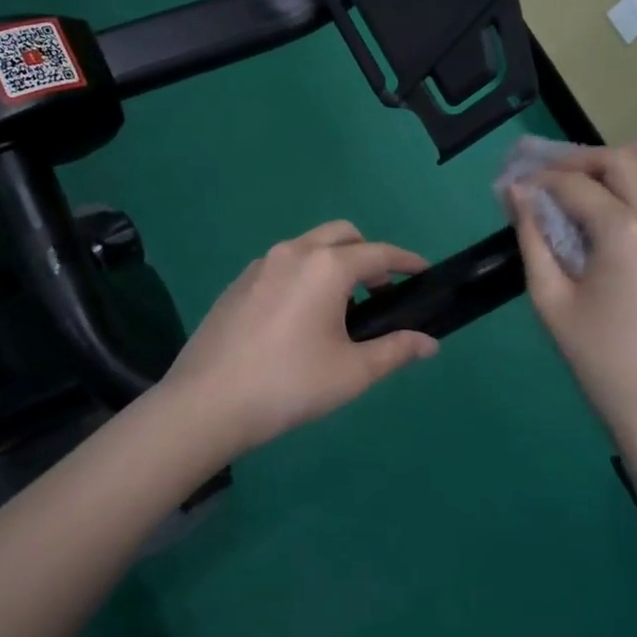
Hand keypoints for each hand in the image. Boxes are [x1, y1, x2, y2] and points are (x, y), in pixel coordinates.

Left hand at [158, 221, 439, 456]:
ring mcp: (260, 264)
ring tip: (340, 309)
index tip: (423, 273)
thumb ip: (395, 351)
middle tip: (380, 293)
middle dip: (368, 254)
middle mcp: (294, 252)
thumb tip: (429, 343)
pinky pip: (282, 265)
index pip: (378, 253)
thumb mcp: (352, 372)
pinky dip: (303, 275)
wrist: (208, 402)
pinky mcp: (238, 282)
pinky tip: (299, 318)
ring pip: (308, 246)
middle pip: (342, 235)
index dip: (406, 262)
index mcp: (326, 267)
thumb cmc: (290, 385)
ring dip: (333, 263)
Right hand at [509, 139, 636, 446]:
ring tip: (603, 179)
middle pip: (621, 159)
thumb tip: (515, 193)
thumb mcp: (551, 299)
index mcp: (626, 232)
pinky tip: (628, 205)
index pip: (574, 185)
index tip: (515, 189)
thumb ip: (532, 237)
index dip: (539, 182)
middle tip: (549, 183)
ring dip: (635, 154)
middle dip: (579, 162)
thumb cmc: (600, 359)